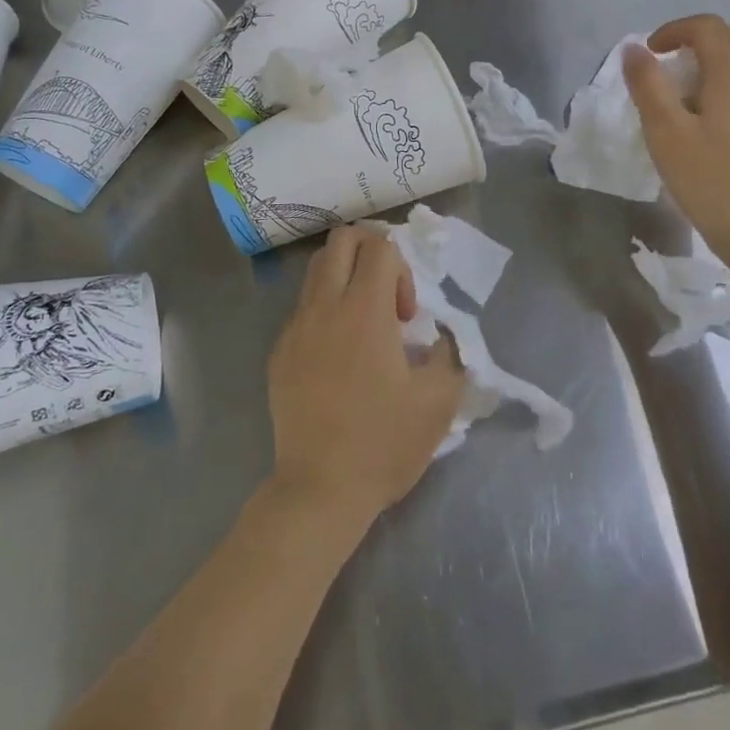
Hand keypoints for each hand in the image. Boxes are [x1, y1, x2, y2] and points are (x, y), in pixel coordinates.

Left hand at [267, 226, 465, 529]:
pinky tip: (337, 355)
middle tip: (385, 297)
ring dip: (345, 277)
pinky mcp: (279, 351)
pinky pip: (303, 307)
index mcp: (365, 310)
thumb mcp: (438, 401)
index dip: (402, 269)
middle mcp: (325, 306)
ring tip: (362, 322)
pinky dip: (324, 310)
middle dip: (370, 252)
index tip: (406, 317)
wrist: (319, 490)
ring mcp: (296, 327)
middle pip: (342, 239)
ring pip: (317, 268)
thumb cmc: (383, 443)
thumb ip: (449, 354)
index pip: (380, 246)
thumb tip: (440, 336)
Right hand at [623, 15, 729, 271]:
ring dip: (707, 64)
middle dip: (692, 42)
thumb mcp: (666, 132)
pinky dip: (721, 85)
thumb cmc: (712, 181)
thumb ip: (647, 84)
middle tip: (661, 68)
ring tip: (677, 96)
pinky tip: (701, 121)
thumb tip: (634, 49)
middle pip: (729, 38)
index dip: (673, 30)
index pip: (707, 26)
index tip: (647, 55)